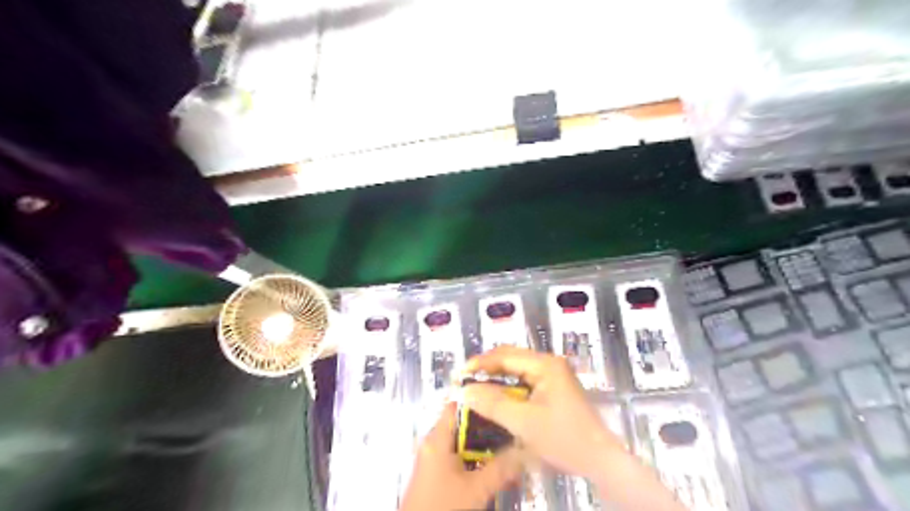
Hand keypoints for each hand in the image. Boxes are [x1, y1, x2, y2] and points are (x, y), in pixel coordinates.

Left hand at [399, 404, 521, 509]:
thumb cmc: (443, 507)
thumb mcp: (476, 489)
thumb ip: (500, 468)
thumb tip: (524, 450)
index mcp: (437, 438)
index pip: (457, 406)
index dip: (479, 402)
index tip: (502, 404)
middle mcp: (432, 443)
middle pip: (461, 425)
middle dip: (487, 428)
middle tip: (512, 430)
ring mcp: (432, 459)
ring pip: (461, 444)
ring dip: (482, 447)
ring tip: (508, 448)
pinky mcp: (434, 474)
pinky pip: (456, 458)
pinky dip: (473, 460)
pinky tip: (492, 468)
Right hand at [460, 345, 622, 481]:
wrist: (600, 460)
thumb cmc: (564, 438)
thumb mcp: (524, 422)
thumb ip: (493, 404)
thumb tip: (464, 390)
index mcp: (545, 364)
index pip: (505, 355)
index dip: (480, 363)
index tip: (459, 375)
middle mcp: (549, 363)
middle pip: (511, 358)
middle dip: (486, 368)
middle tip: (464, 381)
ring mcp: (554, 375)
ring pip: (517, 370)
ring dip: (496, 378)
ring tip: (476, 388)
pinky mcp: (554, 389)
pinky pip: (525, 381)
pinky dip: (508, 388)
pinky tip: (497, 398)